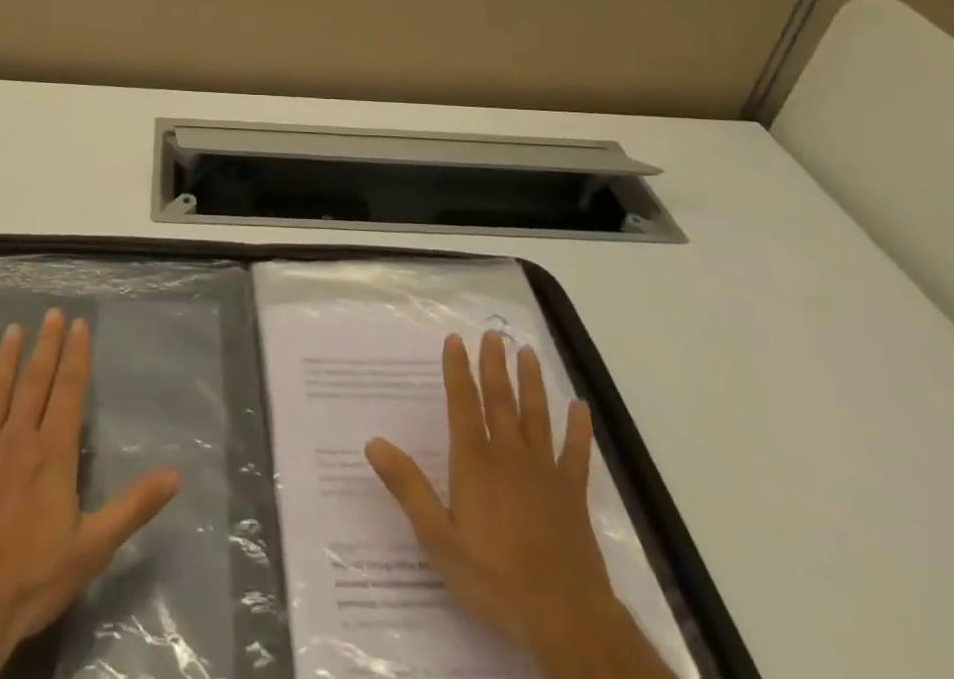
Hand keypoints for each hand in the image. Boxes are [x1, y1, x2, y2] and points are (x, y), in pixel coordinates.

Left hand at [0, 310, 180, 678]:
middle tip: (51, 313)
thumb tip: (176, 474)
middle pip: (34, 383)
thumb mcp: (93, 548)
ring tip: (12, 331)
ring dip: (5, 361)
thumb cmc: (30, 582)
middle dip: (46, 346)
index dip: (76, 355)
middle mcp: (17, 441)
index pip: (69, 391)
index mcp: (52, 453)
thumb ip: (133, 507)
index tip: (79, 324)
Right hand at [365, 331, 673, 678]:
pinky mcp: (572, 495)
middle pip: (500, 400)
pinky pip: (576, 455)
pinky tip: (580, 408)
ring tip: (528, 353)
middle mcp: (509, 456)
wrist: (564, 618)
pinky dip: (578, 430)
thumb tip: (373, 443)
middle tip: (494, 334)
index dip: (458, 370)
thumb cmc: (494, 579)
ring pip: (537, 416)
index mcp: (475, 462)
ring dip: (532, 384)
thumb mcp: (438, 539)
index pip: (463, 404)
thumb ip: (408, 488)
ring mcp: (545, 473)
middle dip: (495, 365)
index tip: (456, 340)